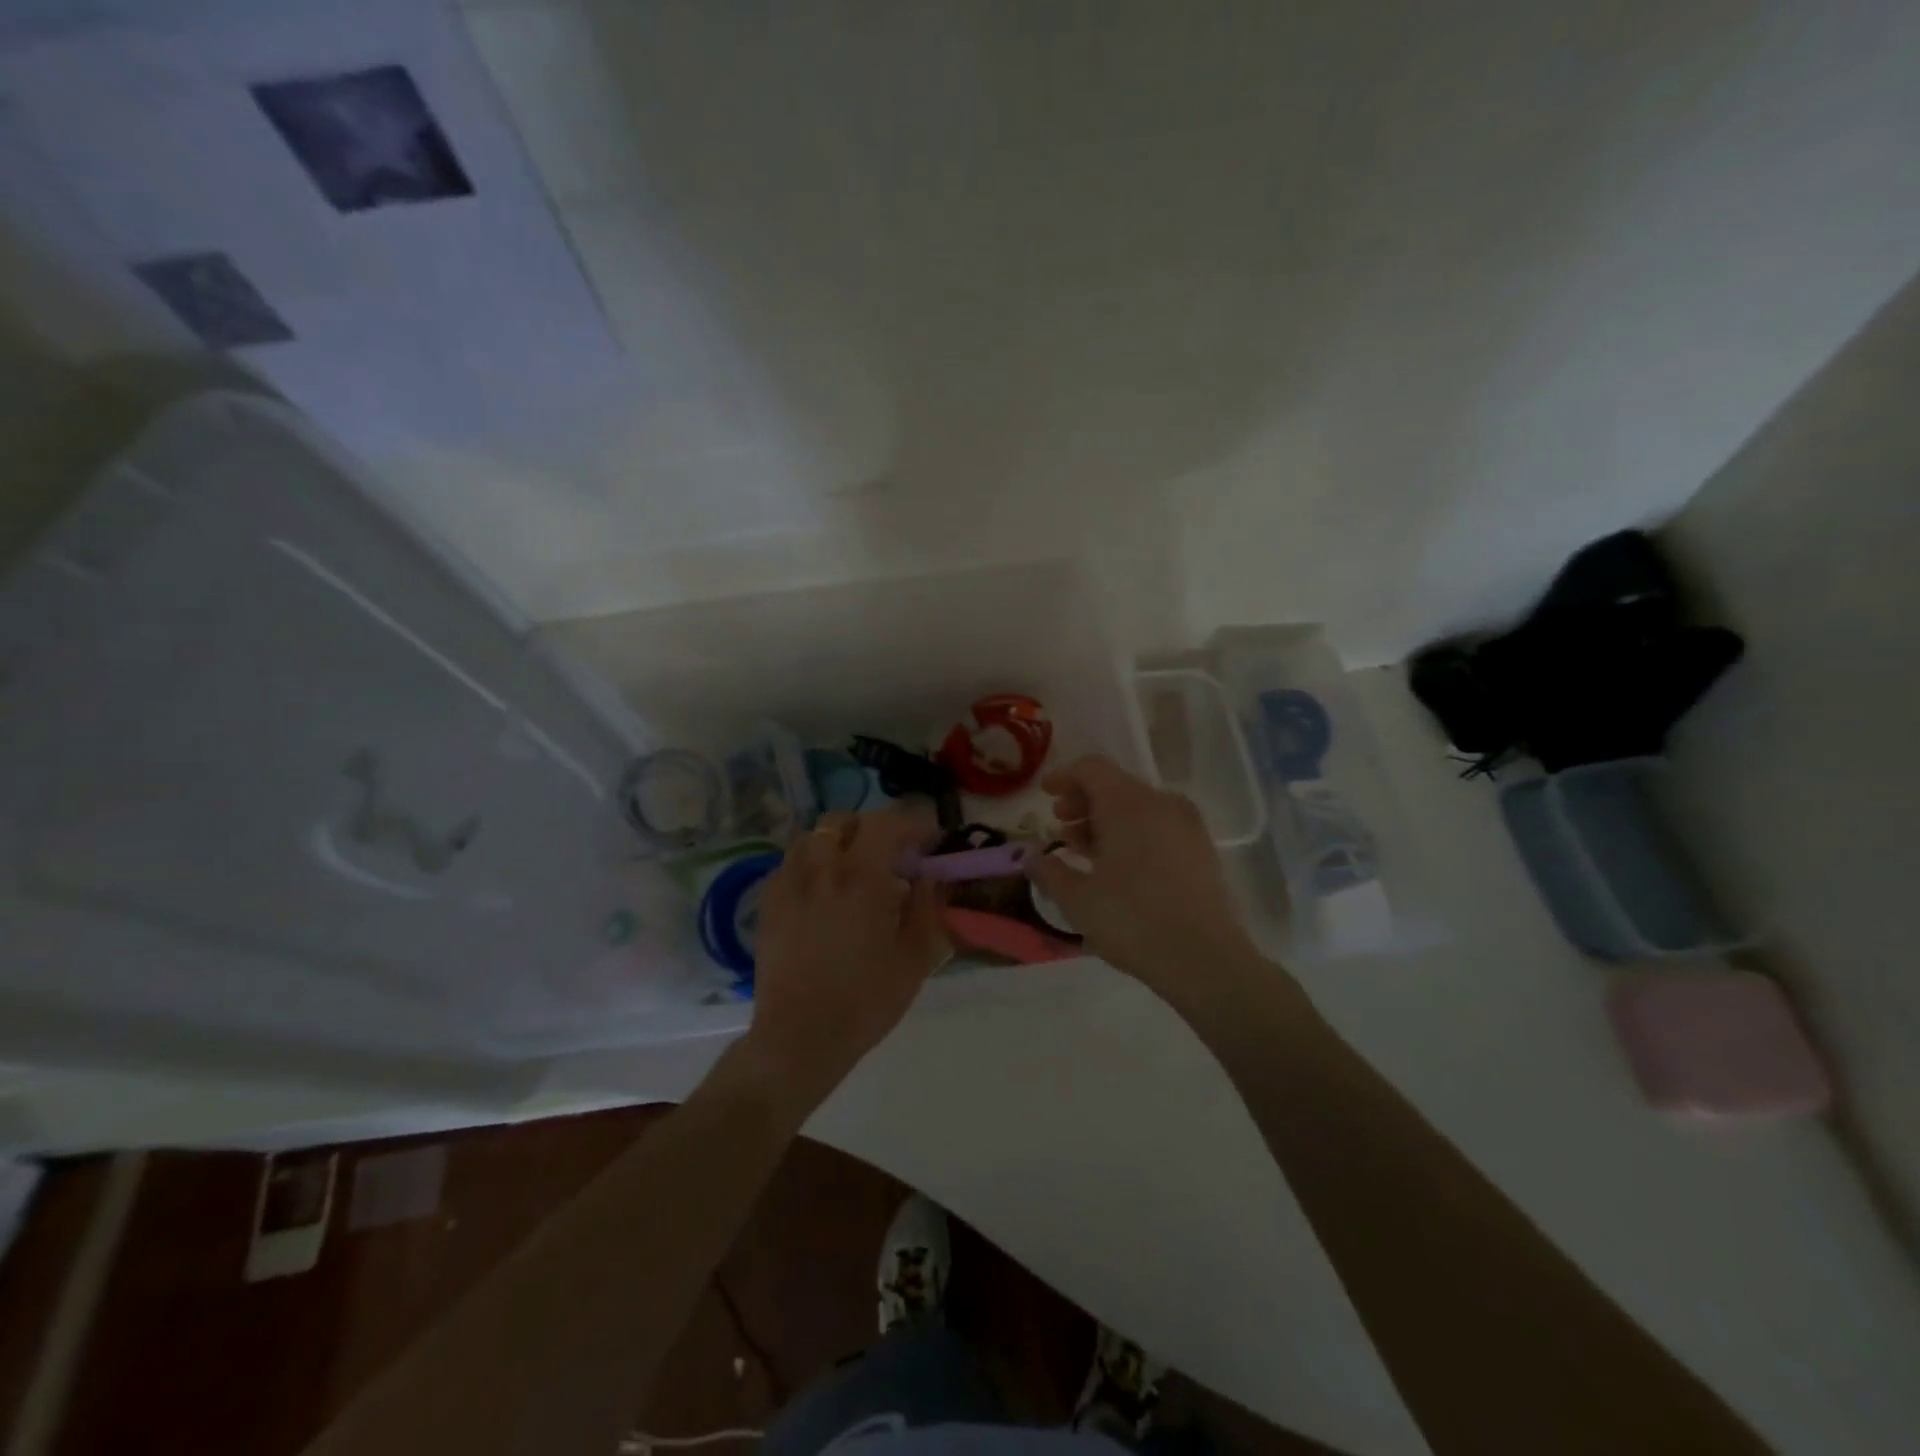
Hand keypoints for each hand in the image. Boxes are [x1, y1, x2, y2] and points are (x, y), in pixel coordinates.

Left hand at [742, 807, 945, 1111]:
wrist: (800, 1037)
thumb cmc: (865, 1000)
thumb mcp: (914, 958)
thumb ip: (925, 908)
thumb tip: (927, 877)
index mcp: (861, 878)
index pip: (886, 824)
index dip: (912, 823)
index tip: (928, 838)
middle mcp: (821, 869)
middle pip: (843, 821)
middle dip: (871, 828)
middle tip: (890, 853)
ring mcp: (789, 883)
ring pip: (812, 837)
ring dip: (837, 841)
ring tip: (852, 867)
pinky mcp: (768, 903)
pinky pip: (790, 863)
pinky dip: (811, 864)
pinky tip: (822, 891)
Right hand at [1027, 755, 1260, 1002]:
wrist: (1204, 958)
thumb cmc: (1132, 920)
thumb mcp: (1077, 899)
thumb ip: (1049, 871)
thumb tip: (1030, 857)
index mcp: (1128, 803)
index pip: (1092, 769)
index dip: (1064, 776)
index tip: (1044, 793)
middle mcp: (1160, 803)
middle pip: (1115, 786)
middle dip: (1083, 801)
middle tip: (1060, 826)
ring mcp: (1187, 825)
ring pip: (1138, 807)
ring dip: (1106, 820)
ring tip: (1084, 850)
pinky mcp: (1201, 850)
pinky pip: (1158, 826)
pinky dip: (1133, 833)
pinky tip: (1118, 866)